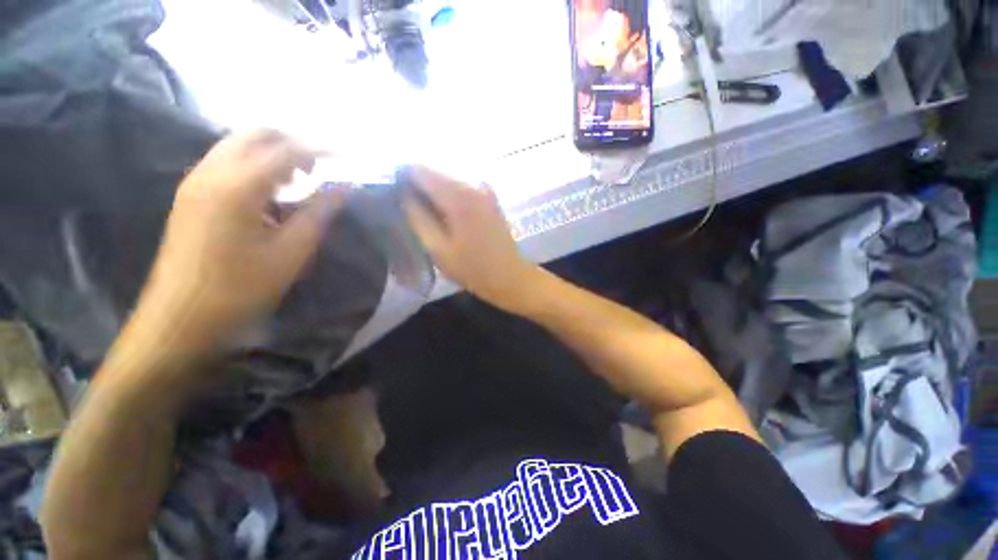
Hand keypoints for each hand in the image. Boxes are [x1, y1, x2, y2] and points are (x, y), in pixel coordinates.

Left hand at [135, 129, 346, 355]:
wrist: (180, 318)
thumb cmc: (240, 288)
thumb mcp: (291, 253)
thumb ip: (319, 213)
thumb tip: (342, 187)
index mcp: (237, 186)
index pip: (285, 150)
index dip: (320, 150)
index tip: (346, 156)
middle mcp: (211, 172)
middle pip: (255, 135)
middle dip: (293, 143)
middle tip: (320, 167)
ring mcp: (196, 182)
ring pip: (238, 146)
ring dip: (273, 154)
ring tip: (300, 180)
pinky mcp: (191, 196)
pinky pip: (227, 163)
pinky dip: (256, 166)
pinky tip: (272, 194)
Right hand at [402, 166, 538, 312]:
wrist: (511, 277)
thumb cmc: (473, 270)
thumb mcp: (439, 250)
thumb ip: (418, 219)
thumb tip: (403, 194)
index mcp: (458, 198)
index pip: (420, 171)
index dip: (402, 177)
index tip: (391, 191)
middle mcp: (472, 186)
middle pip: (435, 173)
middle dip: (417, 184)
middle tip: (405, 206)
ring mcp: (484, 191)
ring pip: (448, 180)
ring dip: (433, 191)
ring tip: (423, 212)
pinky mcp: (490, 199)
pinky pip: (462, 189)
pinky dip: (449, 196)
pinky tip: (446, 214)